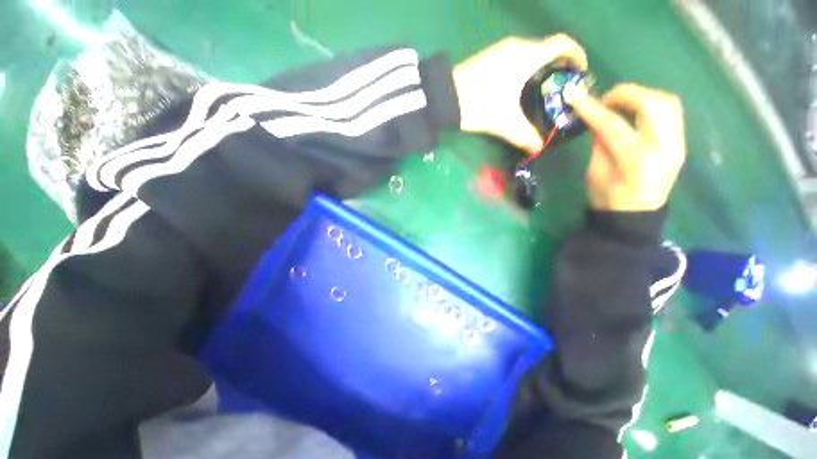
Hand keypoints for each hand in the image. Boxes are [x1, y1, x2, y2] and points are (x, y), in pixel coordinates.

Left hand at [453, 35, 587, 153]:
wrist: (445, 98)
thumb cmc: (479, 105)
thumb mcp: (504, 123)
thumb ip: (524, 136)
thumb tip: (538, 148)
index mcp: (528, 56)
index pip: (563, 44)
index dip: (577, 54)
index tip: (580, 72)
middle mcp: (518, 46)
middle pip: (548, 48)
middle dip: (559, 65)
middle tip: (560, 88)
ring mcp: (501, 49)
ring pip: (531, 52)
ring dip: (541, 67)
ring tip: (541, 91)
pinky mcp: (490, 56)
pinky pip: (516, 56)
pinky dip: (525, 67)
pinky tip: (519, 88)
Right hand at [567, 84, 685, 211]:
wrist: (636, 215)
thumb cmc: (608, 199)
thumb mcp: (595, 173)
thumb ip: (600, 144)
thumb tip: (598, 120)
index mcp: (635, 161)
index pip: (614, 125)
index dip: (593, 109)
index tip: (576, 98)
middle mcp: (663, 148)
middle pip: (651, 104)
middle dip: (625, 94)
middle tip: (605, 99)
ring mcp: (677, 144)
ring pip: (667, 102)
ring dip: (641, 95)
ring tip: (621, 103)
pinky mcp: (681, 142)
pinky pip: (671, 111)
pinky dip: (652, 104)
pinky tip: (636, 111)